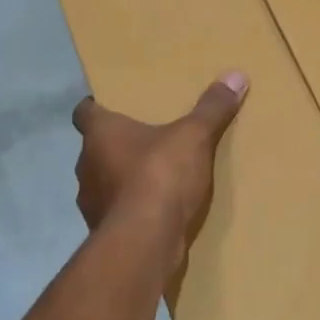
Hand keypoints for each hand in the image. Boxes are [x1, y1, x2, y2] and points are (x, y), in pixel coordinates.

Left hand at [72, 74, 248, 256]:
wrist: (144, 243)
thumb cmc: (159, 176)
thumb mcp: (194, 136)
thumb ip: (212, 108)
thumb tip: (235, 75)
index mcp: (99, 134)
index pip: (84, 112)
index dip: (96, 108)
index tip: (112, 106)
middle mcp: (86, 165)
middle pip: (96, 148)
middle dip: (117, 145)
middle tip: (146, 139)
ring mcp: (91, 203)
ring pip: (104, 182)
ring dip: (122, 179)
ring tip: (153, 177)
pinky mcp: (104, 232)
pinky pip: (116, 213)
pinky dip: (131, 209)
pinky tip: (155, 211)